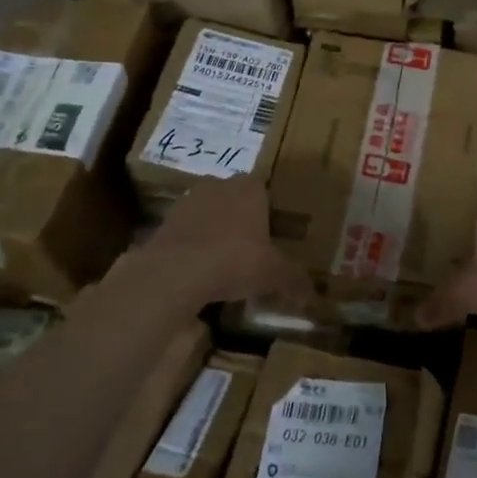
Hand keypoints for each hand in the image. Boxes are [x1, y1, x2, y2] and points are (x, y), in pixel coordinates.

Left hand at [141, 177, 311, 311]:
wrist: (176, 271)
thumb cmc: (235, 260)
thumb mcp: (273, 273)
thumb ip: (293, 279)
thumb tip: (310, 293)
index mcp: (250, 188)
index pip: (265, 191)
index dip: (270, 214)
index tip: (273, 237)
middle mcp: (220, 185)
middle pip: (236, 200)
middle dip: (243, 221)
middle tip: (251, 251)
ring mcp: (189, 200)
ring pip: (210, 213)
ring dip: (216, 231)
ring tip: (223, 263)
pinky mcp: (166, 220)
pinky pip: (188, 230)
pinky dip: (194, 245)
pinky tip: (199, 270)